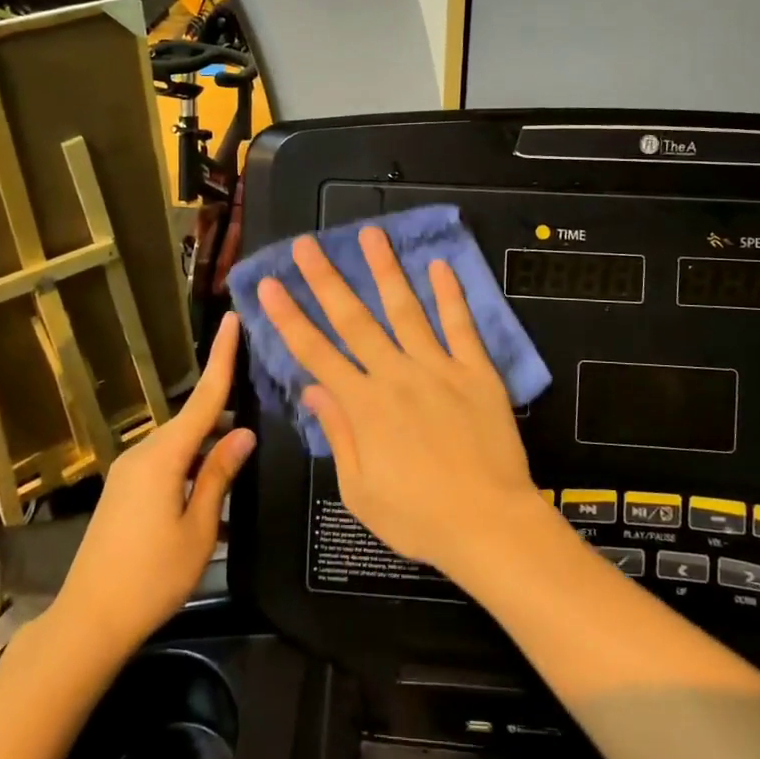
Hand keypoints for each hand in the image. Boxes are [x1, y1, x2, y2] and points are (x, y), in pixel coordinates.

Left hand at [47, 314, 255, 656]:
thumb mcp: (198, 527)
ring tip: (246, 458)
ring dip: (211, 448)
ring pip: (182, 445)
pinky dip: (193, 469)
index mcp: (163, 457)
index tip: (234, 319)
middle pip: (194, 422)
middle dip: (227, 415)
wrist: (88, 623)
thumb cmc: (151, 577)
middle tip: (264, 411)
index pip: (204, 398)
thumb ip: (220, 475)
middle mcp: (143, 454)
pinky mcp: (125, 491)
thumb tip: (245, 433)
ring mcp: (130, 472)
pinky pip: (167, 465)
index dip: (223, 357)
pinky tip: (216, 495)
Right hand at [257, 228, 547, 580]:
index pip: (315, 353)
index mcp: (363, 407)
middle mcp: (396, 376)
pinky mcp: (476, 372)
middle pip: (354, 320)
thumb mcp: (361, 491)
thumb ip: (338, 434)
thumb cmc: (419, 518)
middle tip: (307, 245)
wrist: (489, 524)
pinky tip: (440, 265)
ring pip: (406, 310)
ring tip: (371, 234)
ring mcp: (438, 369)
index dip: (289, 318)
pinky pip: (462, 326)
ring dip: (385, 270)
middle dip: (326, 280)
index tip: (269, 286)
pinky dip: (451, 294)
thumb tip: (314, 390)